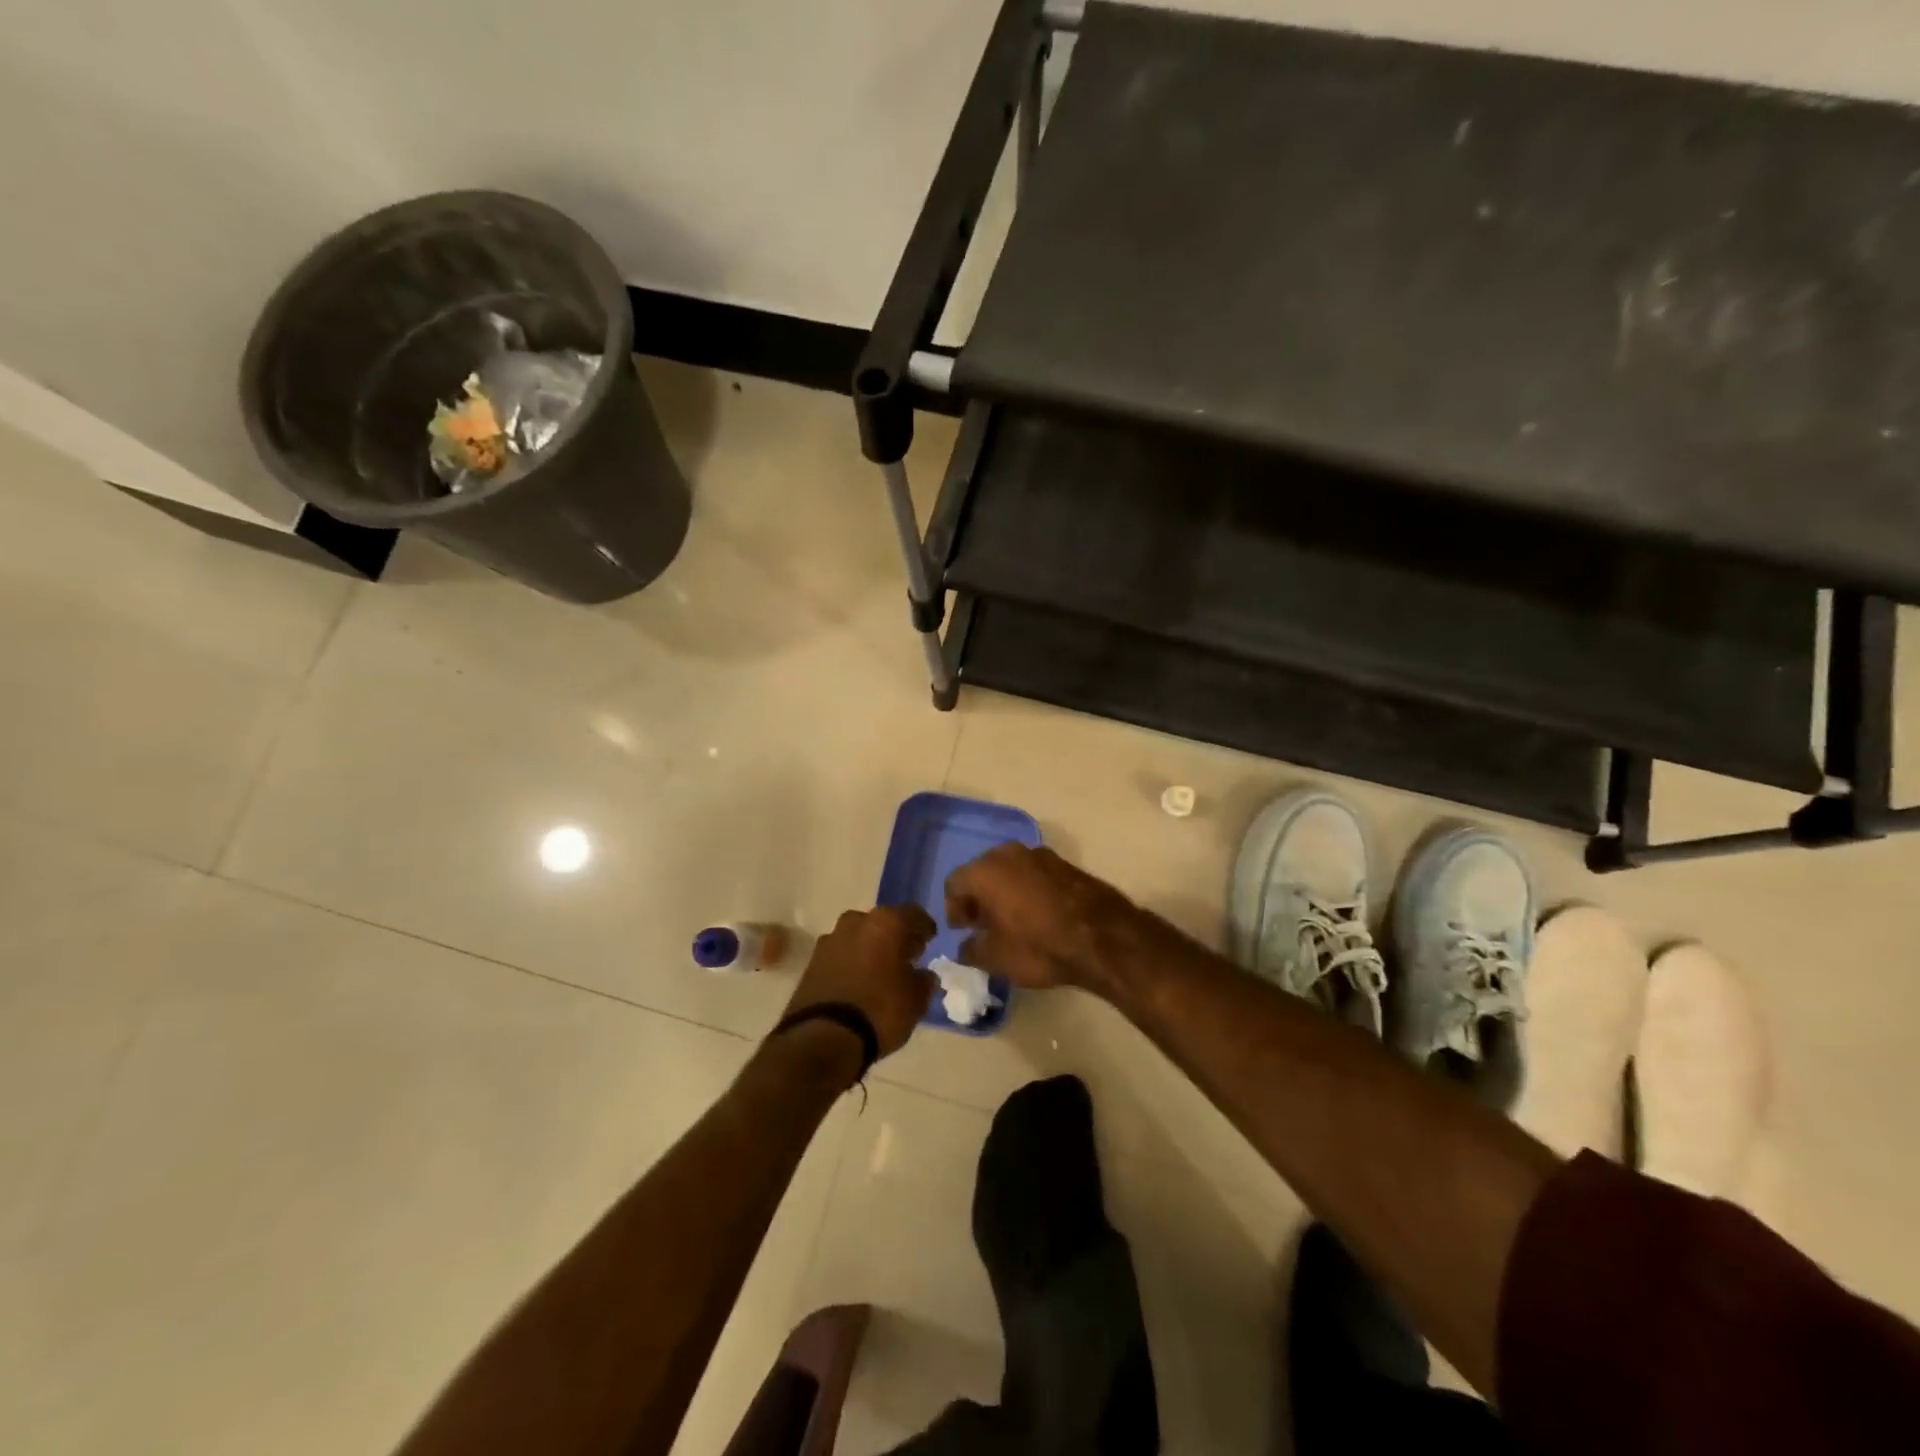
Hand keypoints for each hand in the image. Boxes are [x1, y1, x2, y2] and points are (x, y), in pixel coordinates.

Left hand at [784, 906, 937, 1059]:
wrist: (822, 1038)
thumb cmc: (880, 1011)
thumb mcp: (916, 1000)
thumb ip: (924, 981)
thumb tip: (923, 975)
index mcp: (886, 923)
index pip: (913, 914)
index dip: (924, 927)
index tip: (930, 940)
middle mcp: (856, 922)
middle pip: (882, 922)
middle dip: (894, 936)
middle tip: (906, 956)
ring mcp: (830, 940)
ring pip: (858, 936)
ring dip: (870, 948)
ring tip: (880, 971)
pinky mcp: (811, 962)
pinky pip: (840, 955)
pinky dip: (851, 963)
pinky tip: (858, 982)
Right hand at [945, 844, 1138, 990]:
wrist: (1103, 937)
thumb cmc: (1039, 945)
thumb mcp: (996, 958)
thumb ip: (971, 949)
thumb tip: (966, 946)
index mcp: (985, 870)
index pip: (954, 884)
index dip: (953, 909)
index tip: (962, 931)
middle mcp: (1009, 853)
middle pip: (982, 872)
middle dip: (978, 898)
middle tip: (982, 925)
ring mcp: (1040, 855)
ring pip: (1010, 871)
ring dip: (1004, 893)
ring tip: (1010, 922)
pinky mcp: (1065, 864)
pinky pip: (1034, 875)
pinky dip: (1027, 891)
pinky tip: (1036, 916)